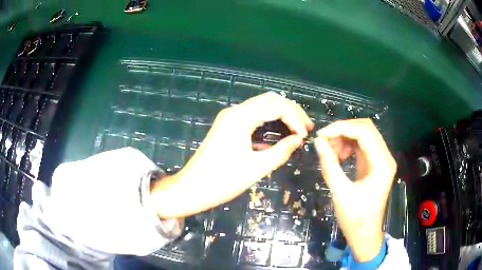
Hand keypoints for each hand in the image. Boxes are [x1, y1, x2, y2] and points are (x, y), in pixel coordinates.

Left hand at [151, 92, 312, 217]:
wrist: (192, 188)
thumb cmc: (223, 180)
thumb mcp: (257, 168)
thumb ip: (281, 151)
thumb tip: (299, 140)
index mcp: (241, 117)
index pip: (277, 106)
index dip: (295, 119)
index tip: (305, 136)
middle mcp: (235, 111)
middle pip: (270, 100)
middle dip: (291, 111)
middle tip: (306, 128)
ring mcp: (229, 117)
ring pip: (261, 106)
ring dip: (280, 114)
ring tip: (297, 129)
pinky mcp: (227, 125)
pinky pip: (253, 116)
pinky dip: (269, 120)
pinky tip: (278, 134)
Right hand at [314, 119, 395, 261]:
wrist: (365, 233)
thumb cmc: (355, 218)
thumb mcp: (340, 193)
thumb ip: (329, 165)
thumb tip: (317, 142)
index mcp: (382, 164)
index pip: (364, 132)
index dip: (342, 128)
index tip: (321, 135)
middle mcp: (385, 157)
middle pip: (366, 129)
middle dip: (343, 130)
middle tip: (324, 141)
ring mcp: (381, 159)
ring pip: (363, 135)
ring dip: (345, 137)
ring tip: (330, 151)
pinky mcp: (375, 163)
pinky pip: (362, 145)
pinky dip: (348, 145)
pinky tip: (339, 156)